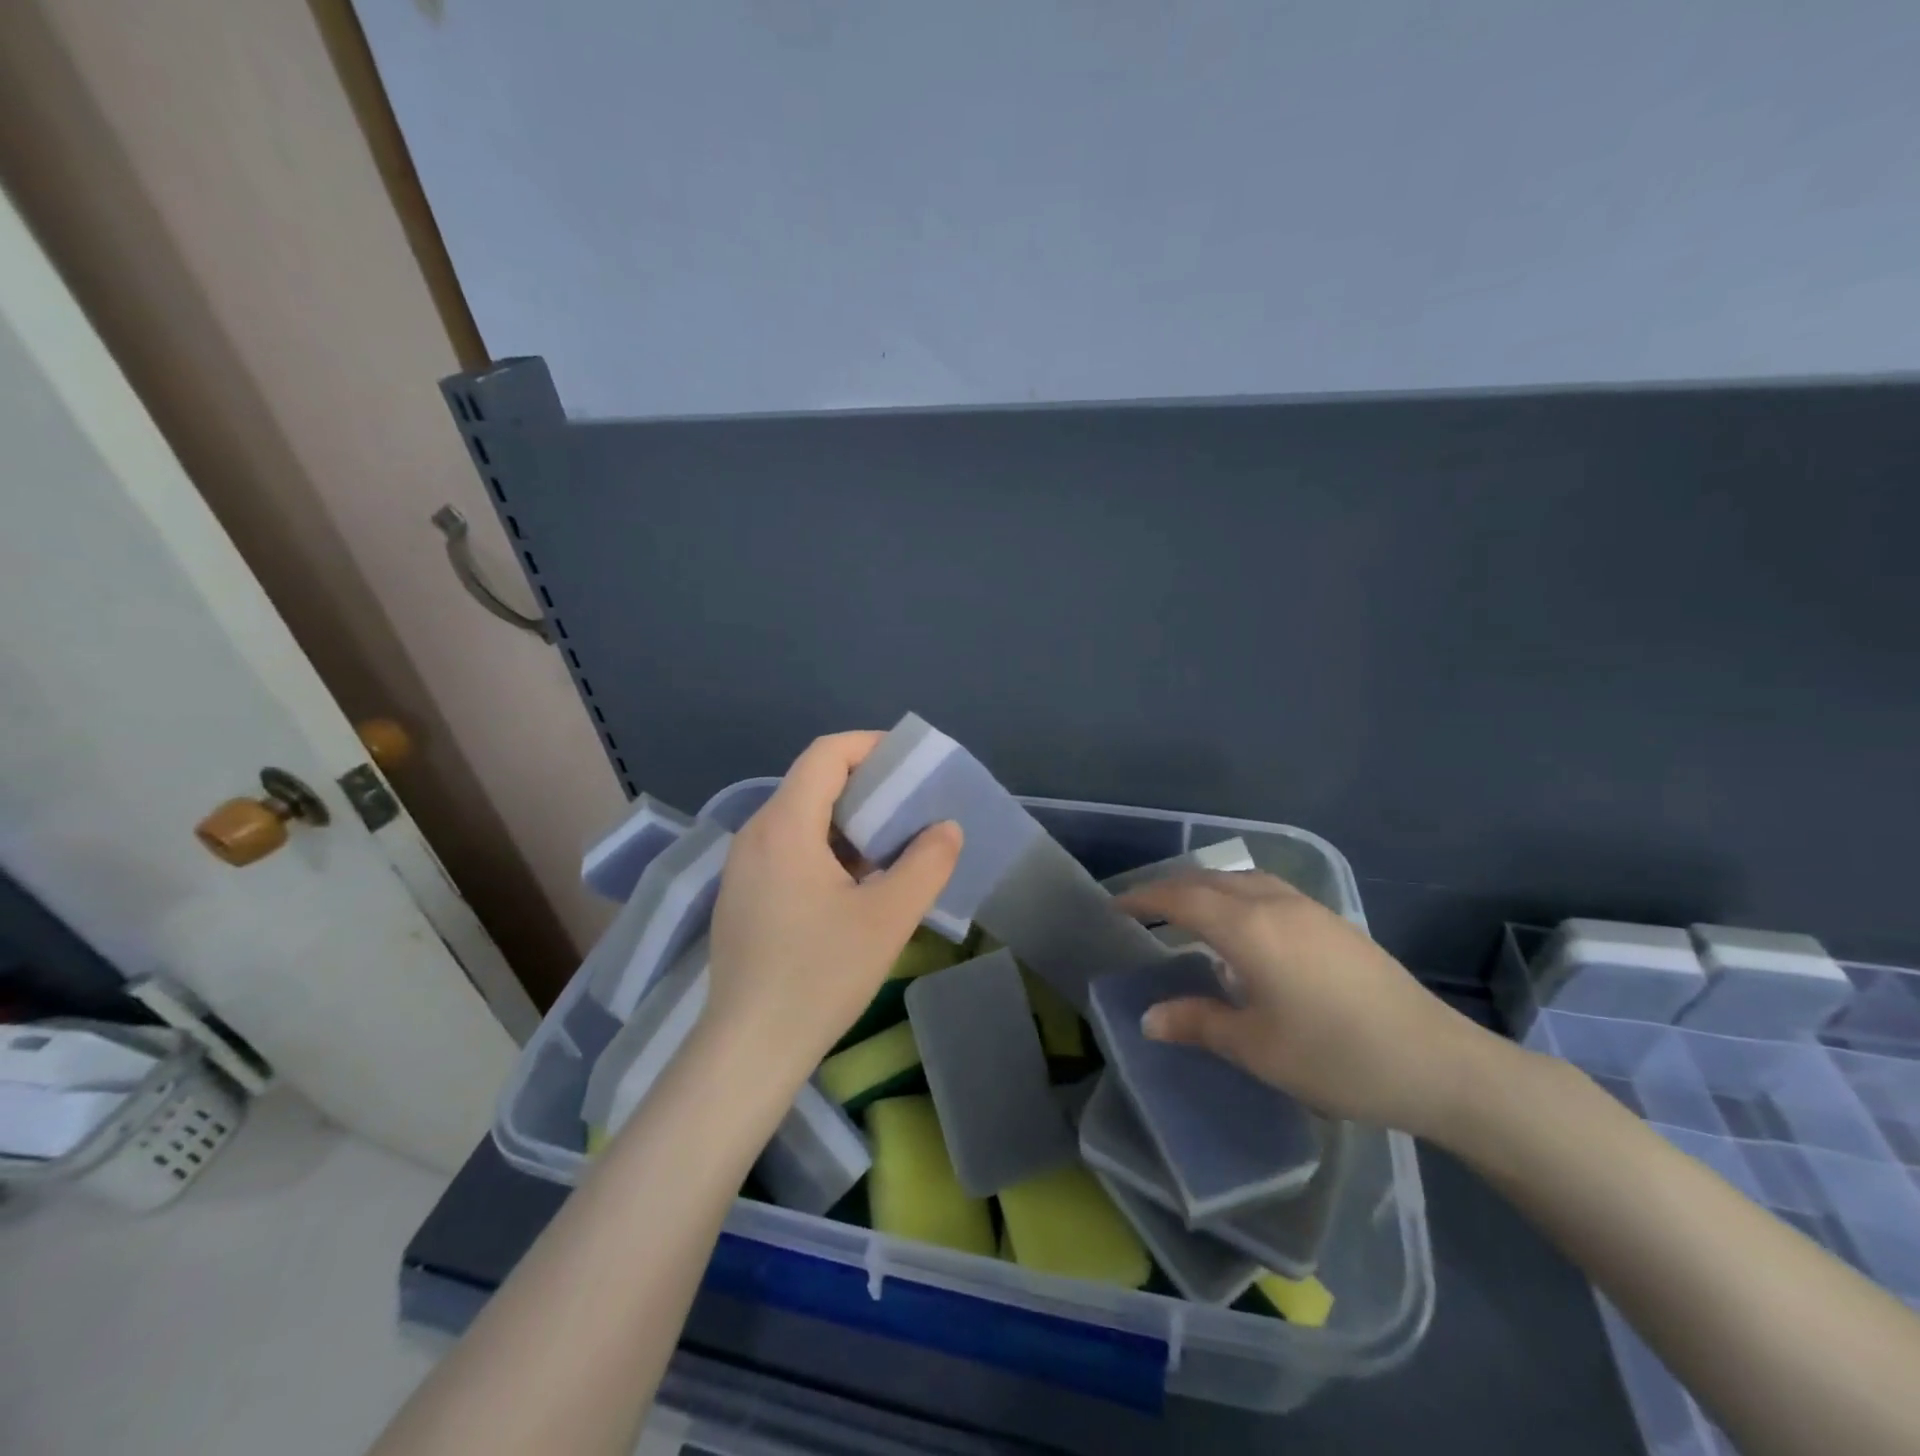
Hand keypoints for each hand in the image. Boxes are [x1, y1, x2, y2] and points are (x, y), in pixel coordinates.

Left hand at [703, 732, 962, 1081]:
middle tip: (910, 808)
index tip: (910, 766)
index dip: (871, 746)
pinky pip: (787, 848)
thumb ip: (927, 863)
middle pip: (812, 782)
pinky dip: (825, 847)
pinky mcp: (741, 895)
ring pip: (800, 818)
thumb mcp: (888, 918)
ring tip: (890, 846)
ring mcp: (742, 867)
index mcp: (784, 826)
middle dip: (866, 786)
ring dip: (847, 821)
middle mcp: (755, 834)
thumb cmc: (820, 975)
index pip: (826, 754)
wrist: (749, 1049)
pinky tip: (853, 884)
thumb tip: (945, 828)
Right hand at [1116, 870, 1502, 1138]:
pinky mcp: (1334, 923)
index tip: (1116, 906)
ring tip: (1188, 913)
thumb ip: (1198, 1023)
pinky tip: (1243, 930)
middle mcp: (1275, 904)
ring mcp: (1310, 909)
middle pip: (1210, 881)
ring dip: (1207, 888)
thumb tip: (1149, 1017)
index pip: (1181, 899)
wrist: (1438, 1063)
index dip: (1145, 899)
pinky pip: (1268, 891)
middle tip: (1143, 910)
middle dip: (1171, 889)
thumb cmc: (1336, 1056)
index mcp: (1248, 928)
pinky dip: (1237, 896)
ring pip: (1242, 881)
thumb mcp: (1256, 1047)